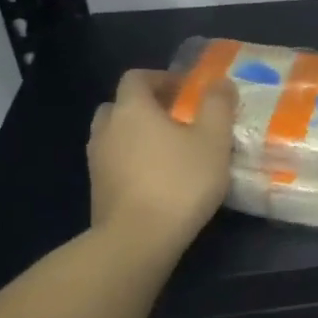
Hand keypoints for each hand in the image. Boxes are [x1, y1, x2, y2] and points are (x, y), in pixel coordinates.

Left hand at [88, 69, 234, 248]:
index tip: (186, 91)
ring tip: (169, 151)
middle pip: (120, 105)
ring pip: (115, 135)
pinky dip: (131, 162)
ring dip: (137, 136)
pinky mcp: (97, 190)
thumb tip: (220, 82)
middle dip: (146, 107)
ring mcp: (97, 161)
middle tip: (176, 119)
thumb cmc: (179, 181)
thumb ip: (218, 105)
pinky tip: (157, 179)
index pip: (136, 78)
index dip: (161, 78)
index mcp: (132, 109)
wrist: (138, 239)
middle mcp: (107, 129)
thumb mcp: (213, 140)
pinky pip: (114, 163)